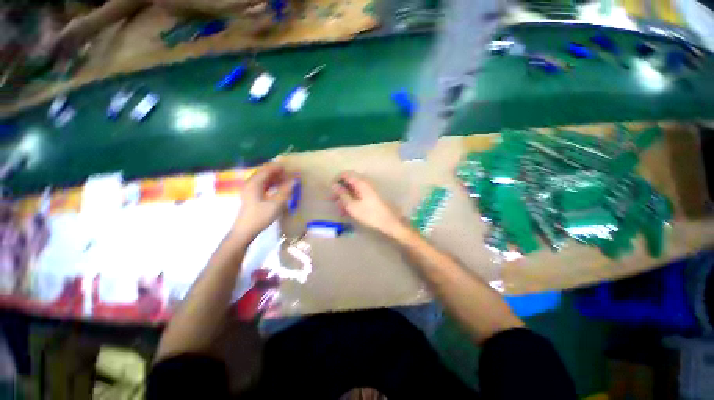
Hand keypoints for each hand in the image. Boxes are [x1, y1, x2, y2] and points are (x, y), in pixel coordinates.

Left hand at [235, 163, 296, 237]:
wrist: (245, 231)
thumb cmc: (260, 216)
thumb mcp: (276, 204)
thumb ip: (286, 190)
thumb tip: (295, 179)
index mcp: (254, 183)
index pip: (267, 169)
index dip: (280, 167)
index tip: (292, 168)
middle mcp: (250, 183)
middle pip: (264, 172)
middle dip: (277, 171)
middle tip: (290, 174)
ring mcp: (249, 189)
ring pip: (263, 178)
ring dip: (275, 177)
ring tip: (287, 180)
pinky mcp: (251, 195)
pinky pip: (262, 184)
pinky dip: (271, 183)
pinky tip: (279, 187)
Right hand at [332, 172, 407, 237]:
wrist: (389, 222)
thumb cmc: (369, 214)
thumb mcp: (352, 205)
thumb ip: (342, 194)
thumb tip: (334, 185)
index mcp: (361, 182)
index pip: (345, 174)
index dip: (336, 179)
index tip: (330, 189)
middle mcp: (365, 183)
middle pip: (349, 182)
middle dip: (340, 190)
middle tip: (332, 200)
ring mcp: (369, 189)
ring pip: (353, 189)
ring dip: (345, 197)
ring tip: (339, 209)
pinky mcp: (372, 196)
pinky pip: (359, 195)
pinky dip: (352, 200)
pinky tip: (348, 211)